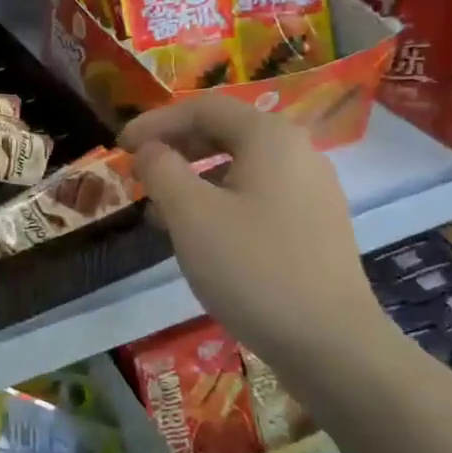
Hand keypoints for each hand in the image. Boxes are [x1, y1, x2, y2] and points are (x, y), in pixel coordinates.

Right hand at [121, 95, 382, 363]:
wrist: (331, 344)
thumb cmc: (253, 268)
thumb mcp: (190, 214)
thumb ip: (161, 169)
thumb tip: (149, 150)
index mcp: (270, 138)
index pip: (203, 108)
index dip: (155, 122)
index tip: (120, 146)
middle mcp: (297, 152)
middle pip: (224, 132)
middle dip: (174, 147)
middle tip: (137, 170)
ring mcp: (311, 191)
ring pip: (239, 166)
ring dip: (193, 177)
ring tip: (158, 207)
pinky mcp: (314, 226)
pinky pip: (256, 195)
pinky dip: (219, 200)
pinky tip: (197, 233)